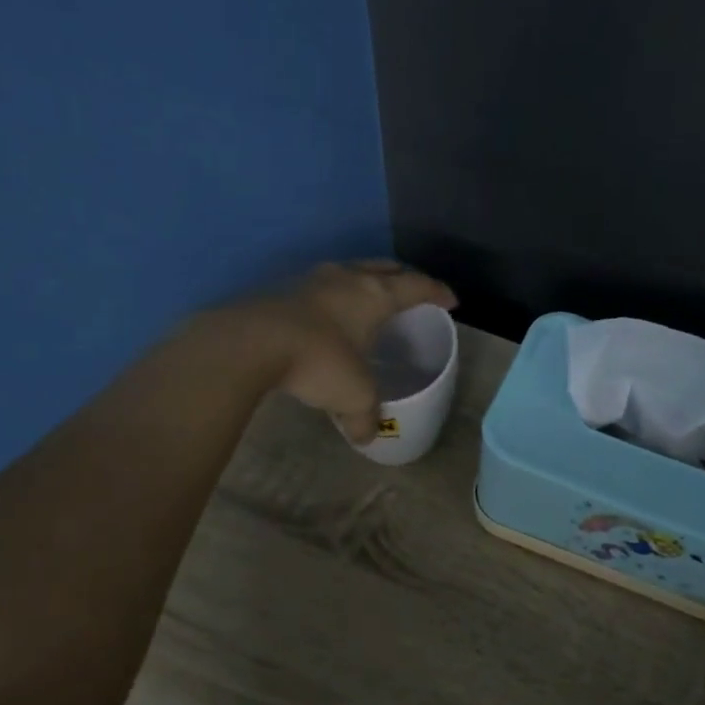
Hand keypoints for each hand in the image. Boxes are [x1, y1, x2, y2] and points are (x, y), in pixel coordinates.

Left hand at [230, 260, 456, 441]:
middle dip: (403, 277)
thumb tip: (365, 437)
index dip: (437, 293)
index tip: (451, 300)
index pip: (416, 286)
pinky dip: (335, 296)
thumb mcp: (353, 397)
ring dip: (365, 281)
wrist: (252, 343)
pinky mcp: (283, 290)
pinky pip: (322, 287)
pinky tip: (330, 315)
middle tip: (414, 291)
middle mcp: (347, 278)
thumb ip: (365, 418)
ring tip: (371, 299)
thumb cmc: (320, 362)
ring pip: (350, 272)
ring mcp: (312, 280)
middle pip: (384, 267)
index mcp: (375, 295)